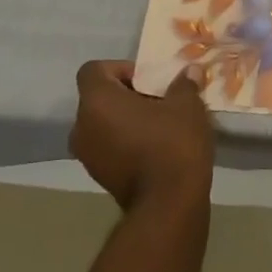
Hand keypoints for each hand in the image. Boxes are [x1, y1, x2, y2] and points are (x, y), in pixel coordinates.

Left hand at [72, 61, 215, 210]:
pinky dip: (125, 140)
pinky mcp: (98, 176)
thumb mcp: (187, 105)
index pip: (94, 70)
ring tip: (159, 124)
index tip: (149, 80)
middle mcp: (82, 126)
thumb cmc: (173, 143)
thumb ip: (184, 84)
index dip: (121, 68)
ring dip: (126, 119)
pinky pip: (107, 145)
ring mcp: (86, 155)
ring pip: (103, 123)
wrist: (168, 203)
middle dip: (127, 95)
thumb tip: (189, 72)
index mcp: (97, 102)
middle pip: (98, 97)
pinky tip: (155, 146)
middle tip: (159, 99)